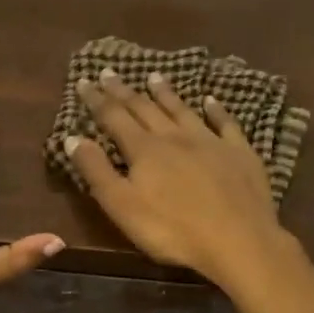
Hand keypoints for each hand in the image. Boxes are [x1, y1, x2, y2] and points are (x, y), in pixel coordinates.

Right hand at [65, 69, 292, 286]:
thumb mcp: (123, 206)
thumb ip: (97, 171)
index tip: (85, 80)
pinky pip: (226, 123)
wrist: (238, 240)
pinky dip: (216, 110)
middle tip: (110, 72)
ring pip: (183, 110)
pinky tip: (211, 100)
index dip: (97, 99)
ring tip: (154, 76)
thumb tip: (73, 137)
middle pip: (145, 108)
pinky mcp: (240, 152)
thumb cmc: (173, 230)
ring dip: (166, 93)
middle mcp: (175, 137)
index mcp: (145, 150)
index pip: (114, 117)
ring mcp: (211, 141)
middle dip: (124, 90)